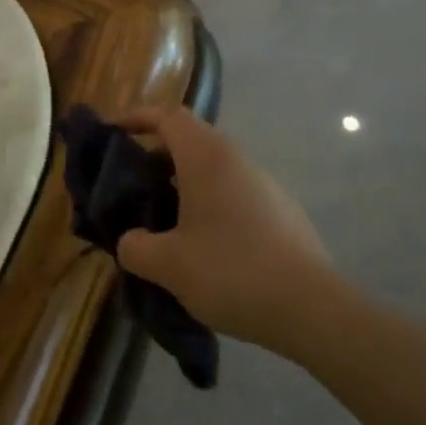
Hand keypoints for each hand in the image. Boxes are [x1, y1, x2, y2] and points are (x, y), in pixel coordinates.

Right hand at [115, 105, 343, 351]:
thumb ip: (135, 247)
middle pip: (191, 140)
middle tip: (131, 186)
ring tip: (162, 220)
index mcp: (207, 158)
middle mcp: (237, 160)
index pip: (168, 116)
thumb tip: (131, 241)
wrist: (312, 308)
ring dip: (183, 183)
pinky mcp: (281, 212)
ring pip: (214, 169)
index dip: (137, 116)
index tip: (113, 132)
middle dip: (156, 156)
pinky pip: (233, 193)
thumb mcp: (168, 265)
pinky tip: (202, 245)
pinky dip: (208, 204)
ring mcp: (264, 185)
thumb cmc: (231, 272)